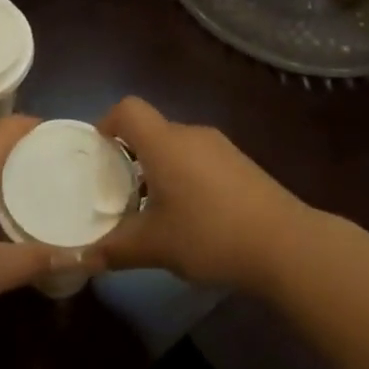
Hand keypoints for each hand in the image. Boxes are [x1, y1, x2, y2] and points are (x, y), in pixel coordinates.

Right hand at [96, 97, 304, 291]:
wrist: (285, 244)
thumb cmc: (209, 234)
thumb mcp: (155, 247)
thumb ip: (114, 249)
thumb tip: (83, 259)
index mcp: (164, 143)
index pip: (128, 109)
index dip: (107, 122)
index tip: (98, 152)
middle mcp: (191, 135)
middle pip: (152, 130)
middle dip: (132, 156)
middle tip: (120, 191)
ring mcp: (221, 148)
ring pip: (178, 147)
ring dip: (161, 169)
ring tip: (155, 209)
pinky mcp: (242, 165)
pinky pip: (201, 160)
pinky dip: (187, 177)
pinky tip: (193, 217)